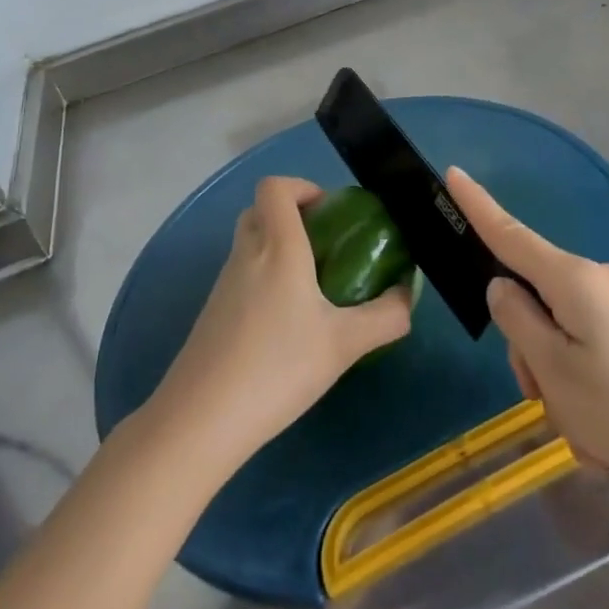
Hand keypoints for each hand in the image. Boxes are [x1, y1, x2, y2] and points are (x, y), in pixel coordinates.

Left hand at [144, 176, 413, 474]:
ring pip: (249, 243)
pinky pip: (241, 275)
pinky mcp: (211, 313)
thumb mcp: (344, 344)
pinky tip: (285, 324)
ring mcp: (223, 284)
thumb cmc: (277, 367)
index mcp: (277, 247)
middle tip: (325, 245)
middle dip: (292, 216)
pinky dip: (263, 279)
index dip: (301, 187)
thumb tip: (407, 296)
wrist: (200, 421)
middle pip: (260, 210)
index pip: (274, 187)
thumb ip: (386, 317)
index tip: (330, 212)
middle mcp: (246, 254)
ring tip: (312, 287)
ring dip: (278, 248)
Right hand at [447, 167, 608, 506]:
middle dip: (532, 353)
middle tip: (552, 407)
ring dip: (564, 382)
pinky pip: (597, 352)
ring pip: (566, 335)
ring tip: (591, 435)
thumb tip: (504, 288)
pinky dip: (591, 391)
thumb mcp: (558, 374)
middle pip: (538, 302)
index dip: (478, 206)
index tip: (453, 173)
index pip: (510, 234)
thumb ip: (519, 323)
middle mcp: (601, 280)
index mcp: (574, 279)